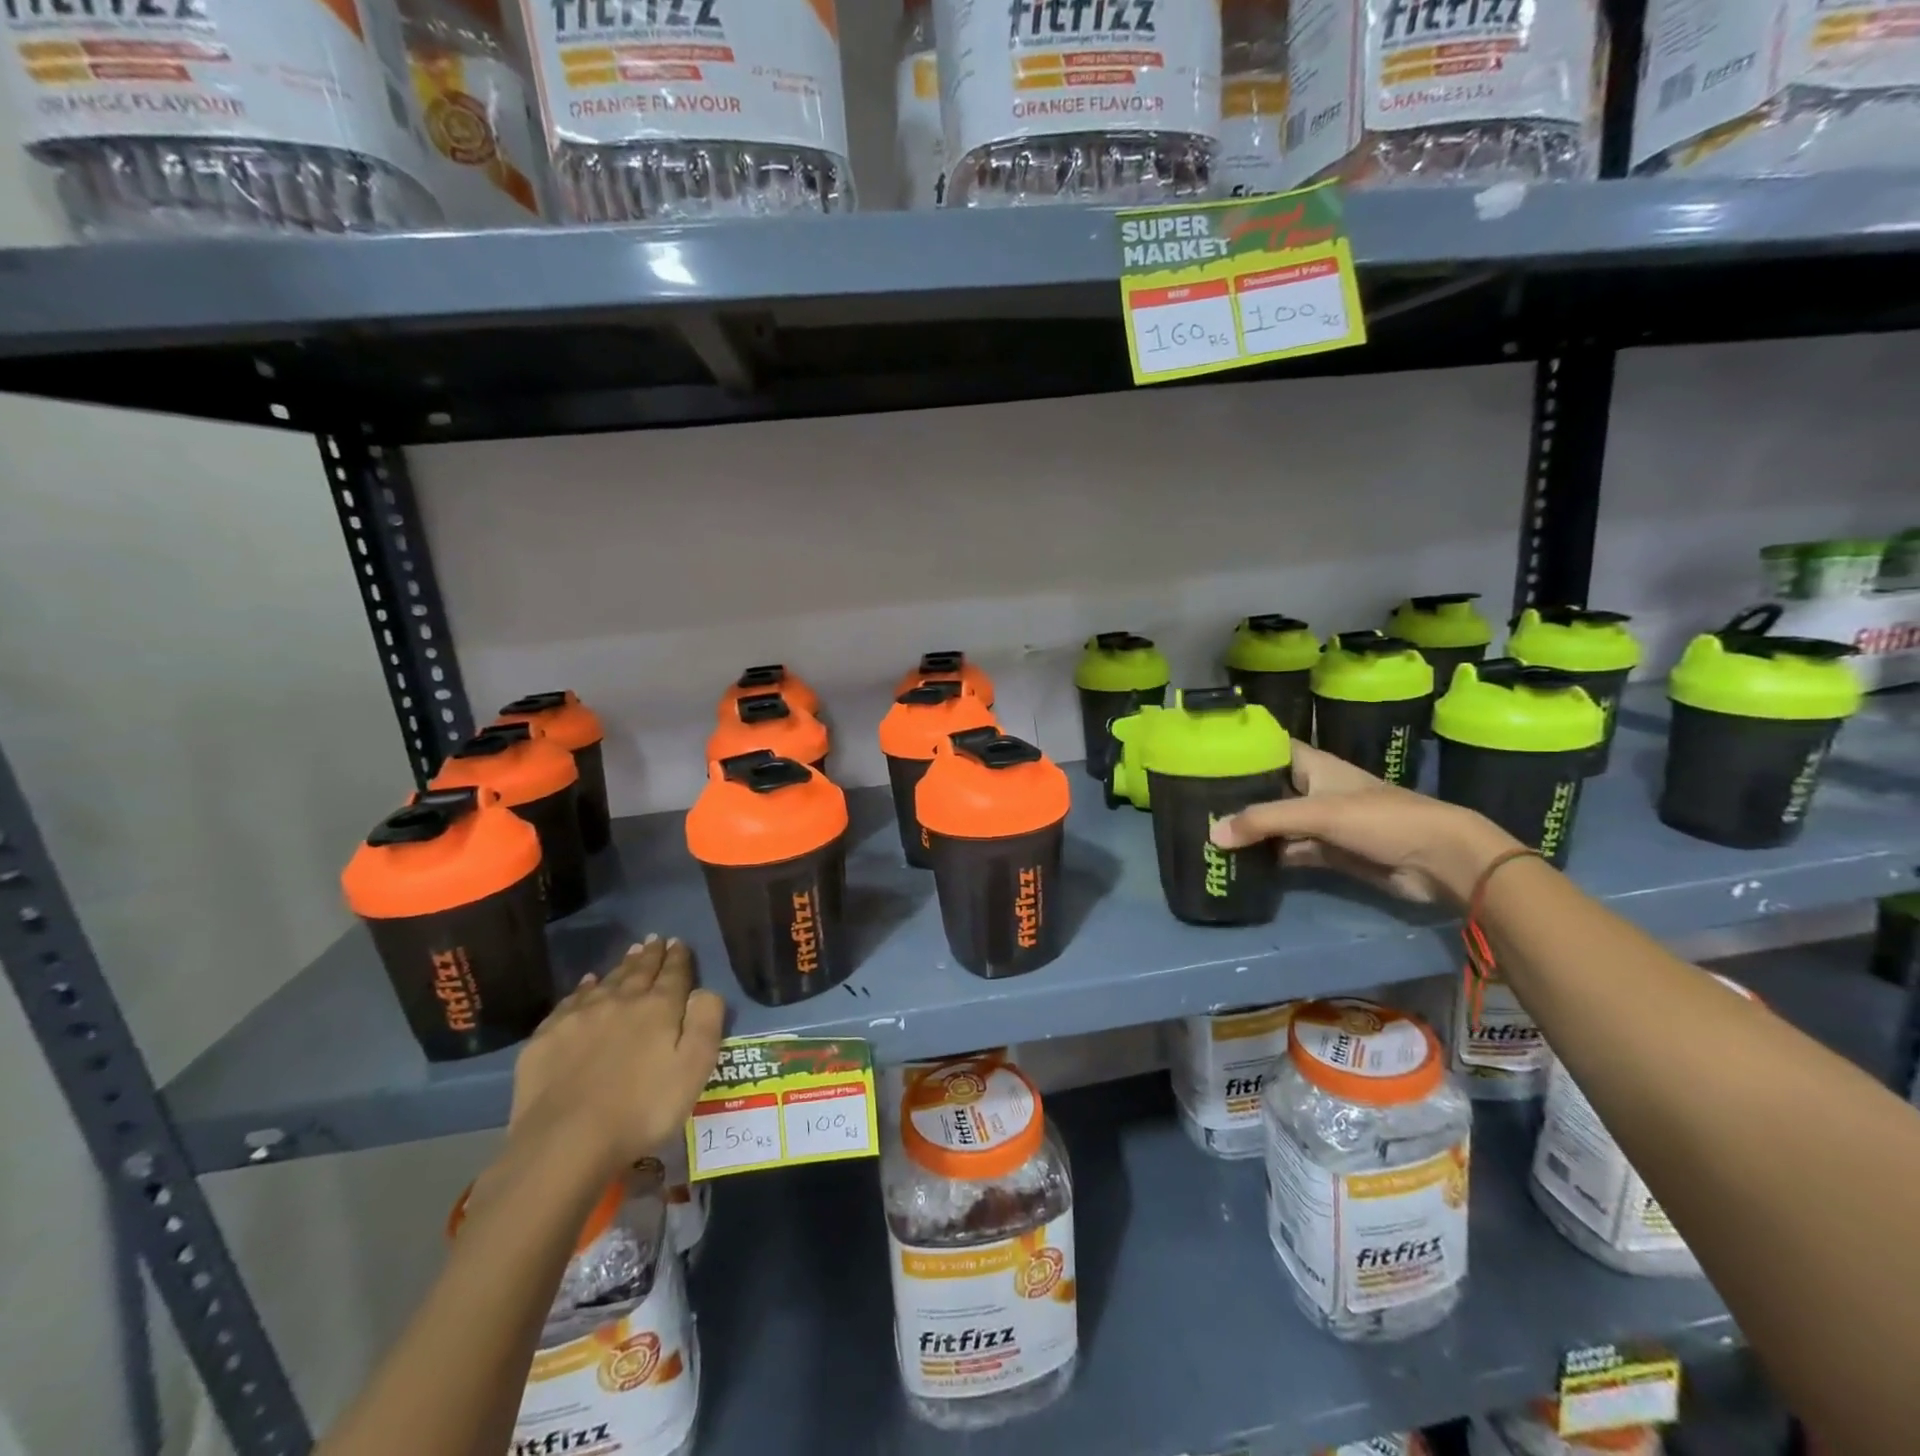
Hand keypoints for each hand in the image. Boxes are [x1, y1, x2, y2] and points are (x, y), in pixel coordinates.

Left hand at [508, 937, 724, 1175]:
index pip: (673, 974)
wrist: (565, 1142)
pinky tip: (587, 984)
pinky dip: (584, 988)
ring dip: (621, 967)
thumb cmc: (642, 1109)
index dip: (678, 957)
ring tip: (630, 954)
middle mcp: (620, 1001)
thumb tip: (704, 990)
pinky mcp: (547, 1037)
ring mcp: (580, 1017)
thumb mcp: (695, 1068)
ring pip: (606, 981)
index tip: (679, 942)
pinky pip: (571, 1001)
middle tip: (655, 940)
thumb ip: (705, 1022)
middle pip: (639, 971)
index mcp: (658, 1008)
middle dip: (650, 955)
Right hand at [1209, 741, 1519, 904]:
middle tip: (1195, 801)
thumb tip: (1213, 834)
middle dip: (1238, 796)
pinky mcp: (1330, 853)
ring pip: (1278, 823)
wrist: (1438, 861)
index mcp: (1315, 766)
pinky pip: (1290, 851)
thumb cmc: (1379, 819)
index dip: (1244, 749)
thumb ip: (1264, 821)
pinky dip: (1269, 856)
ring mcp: (1323, 823)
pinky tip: (1239, 861)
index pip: (1272, 748)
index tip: (1206, 755)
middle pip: (1269, 788)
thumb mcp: (1317, 813)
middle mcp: (1315, 790)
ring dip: (1251, 830)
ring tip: (1207, 833)